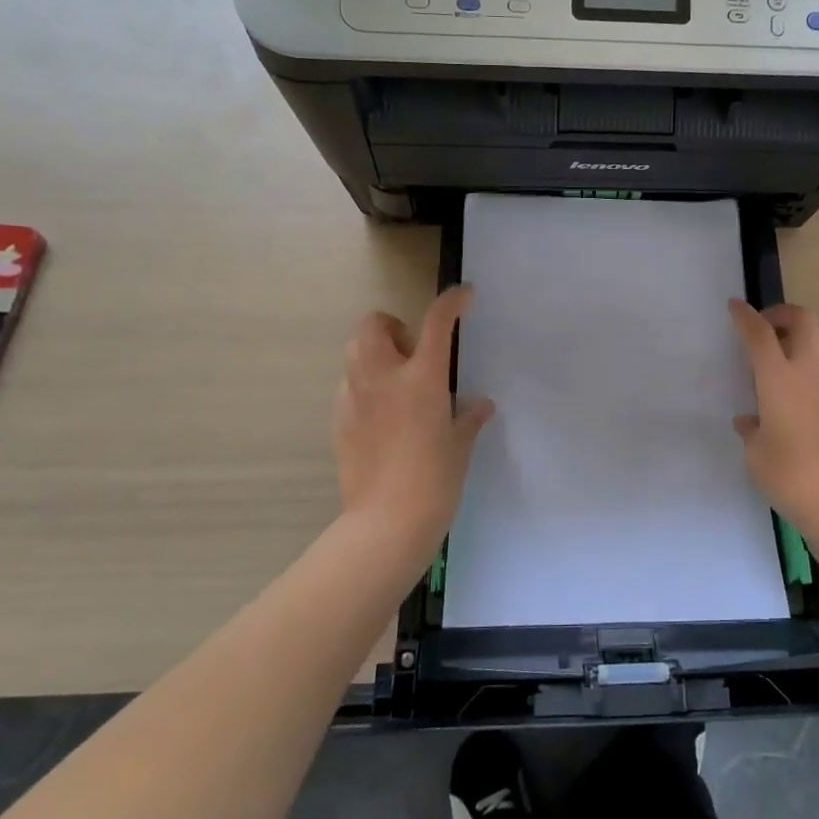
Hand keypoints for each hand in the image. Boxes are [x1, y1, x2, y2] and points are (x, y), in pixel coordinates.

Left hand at [334, 287, 493, 561]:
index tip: (464, 295)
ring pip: (354, 352)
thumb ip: (468, 417)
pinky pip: (349, 388)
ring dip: (375, 353)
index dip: (452, 301)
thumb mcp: (460, 445)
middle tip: (413, 353)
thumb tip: (479, 405)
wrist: (387, 522)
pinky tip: (381, 417)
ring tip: (396, 382)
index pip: (436, 321)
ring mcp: (355, 398)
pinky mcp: (339, 422)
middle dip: (393, 326)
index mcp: (421, 377)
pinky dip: (365, 388)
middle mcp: (383, 377)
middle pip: (373, 324)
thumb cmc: (435, 479)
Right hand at [728, 300, 818, 537]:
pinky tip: (793, 397)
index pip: (760, 335)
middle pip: (805, 321)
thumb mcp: (756, 456)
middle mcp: (809, 374)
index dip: (745, 317)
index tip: (735, 306)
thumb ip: (752, 431)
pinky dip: (810, 368)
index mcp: (779, 379)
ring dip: (801, 337)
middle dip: (783, 313)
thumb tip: (751, 421)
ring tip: (779, 357)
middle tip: (765, 326)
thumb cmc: (792, 476)